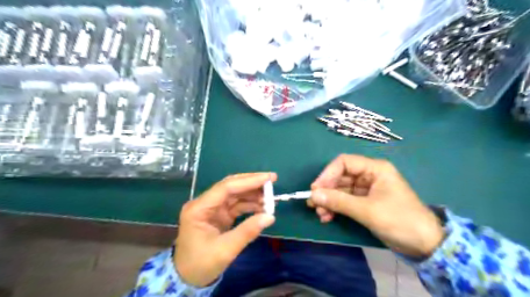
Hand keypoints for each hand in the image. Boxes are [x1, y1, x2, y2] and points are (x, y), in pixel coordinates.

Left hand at [176, 173, 274, 285]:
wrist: (187, 278)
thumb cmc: (201, 264)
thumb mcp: (225, 250)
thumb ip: (247, 231)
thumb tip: (270, 217)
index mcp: (199, 208)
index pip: (226, 187)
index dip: (249, 181)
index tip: (269, 178)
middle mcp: (205, 203)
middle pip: (231, 187)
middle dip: (252, 183)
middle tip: (272, 181)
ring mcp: (212, 208)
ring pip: (235, 194)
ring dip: (253, 194)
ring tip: (270, 198)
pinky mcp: (219, 214)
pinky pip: (236, 205)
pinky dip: (250, 205)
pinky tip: (262, 207)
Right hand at [310, 156, 443, 256]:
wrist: (424, 245)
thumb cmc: (399, 220)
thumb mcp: (367, 210)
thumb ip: (339, 201)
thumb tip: (313, 195)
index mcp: (375, 169)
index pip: (344, 162)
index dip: (327, 174)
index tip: (315, 189)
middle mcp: (369, 176)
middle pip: (340, 177)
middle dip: (326, 191)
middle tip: (313, 204)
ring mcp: (366, 190)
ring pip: (340, 190)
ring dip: (328, 201)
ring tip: (320, 214)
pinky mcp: (365, 202)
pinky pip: (345, 201)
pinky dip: (335, 208)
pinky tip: (327, 217)